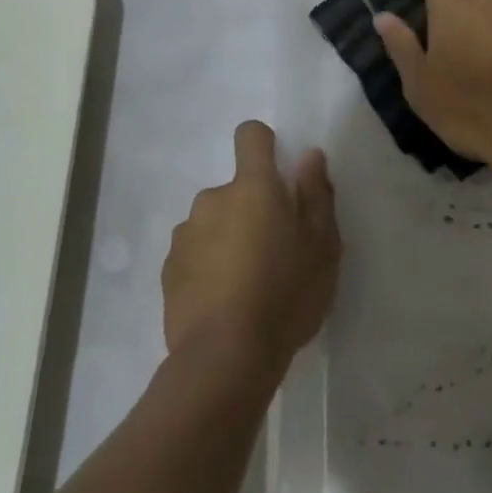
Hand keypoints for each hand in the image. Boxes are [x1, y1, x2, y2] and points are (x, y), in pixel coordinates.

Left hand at [162, 121, 340, 375]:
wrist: (226, 356)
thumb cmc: (287, 293)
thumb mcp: (323, 246)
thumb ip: (316, 194)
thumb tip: (309, 155)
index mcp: (253, 188)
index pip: (250, 136)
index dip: (265, 145)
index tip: (280, 174)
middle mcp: (212, 200)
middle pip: (236, 189)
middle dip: (253, 209)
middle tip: (277, 252)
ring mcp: (185, 235)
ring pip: (214, 223)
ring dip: (229, 238)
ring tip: (249, 283)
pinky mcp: (168, 270)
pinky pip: (195, 253)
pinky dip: (209, 266)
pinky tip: (224, 301)